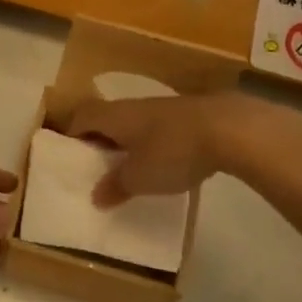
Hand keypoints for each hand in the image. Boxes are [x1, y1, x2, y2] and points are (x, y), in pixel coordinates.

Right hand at [67, 93, 265, 206]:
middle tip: (99, 168)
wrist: (230, 129)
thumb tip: (96, 195)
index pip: (82, 117)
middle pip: (107, 118)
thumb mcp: (139, 177)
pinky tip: (165, 165)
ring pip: (135, 123)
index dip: (72, 134)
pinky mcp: (189, 116)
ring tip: (131, 170)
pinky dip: (154, 145)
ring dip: (129, 143)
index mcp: (114, 115)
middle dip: (101, 141)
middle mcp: (134, 106)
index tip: (71, 157)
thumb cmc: (172, 151)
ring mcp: (163, 108)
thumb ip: (116, 186)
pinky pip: (159, 129)